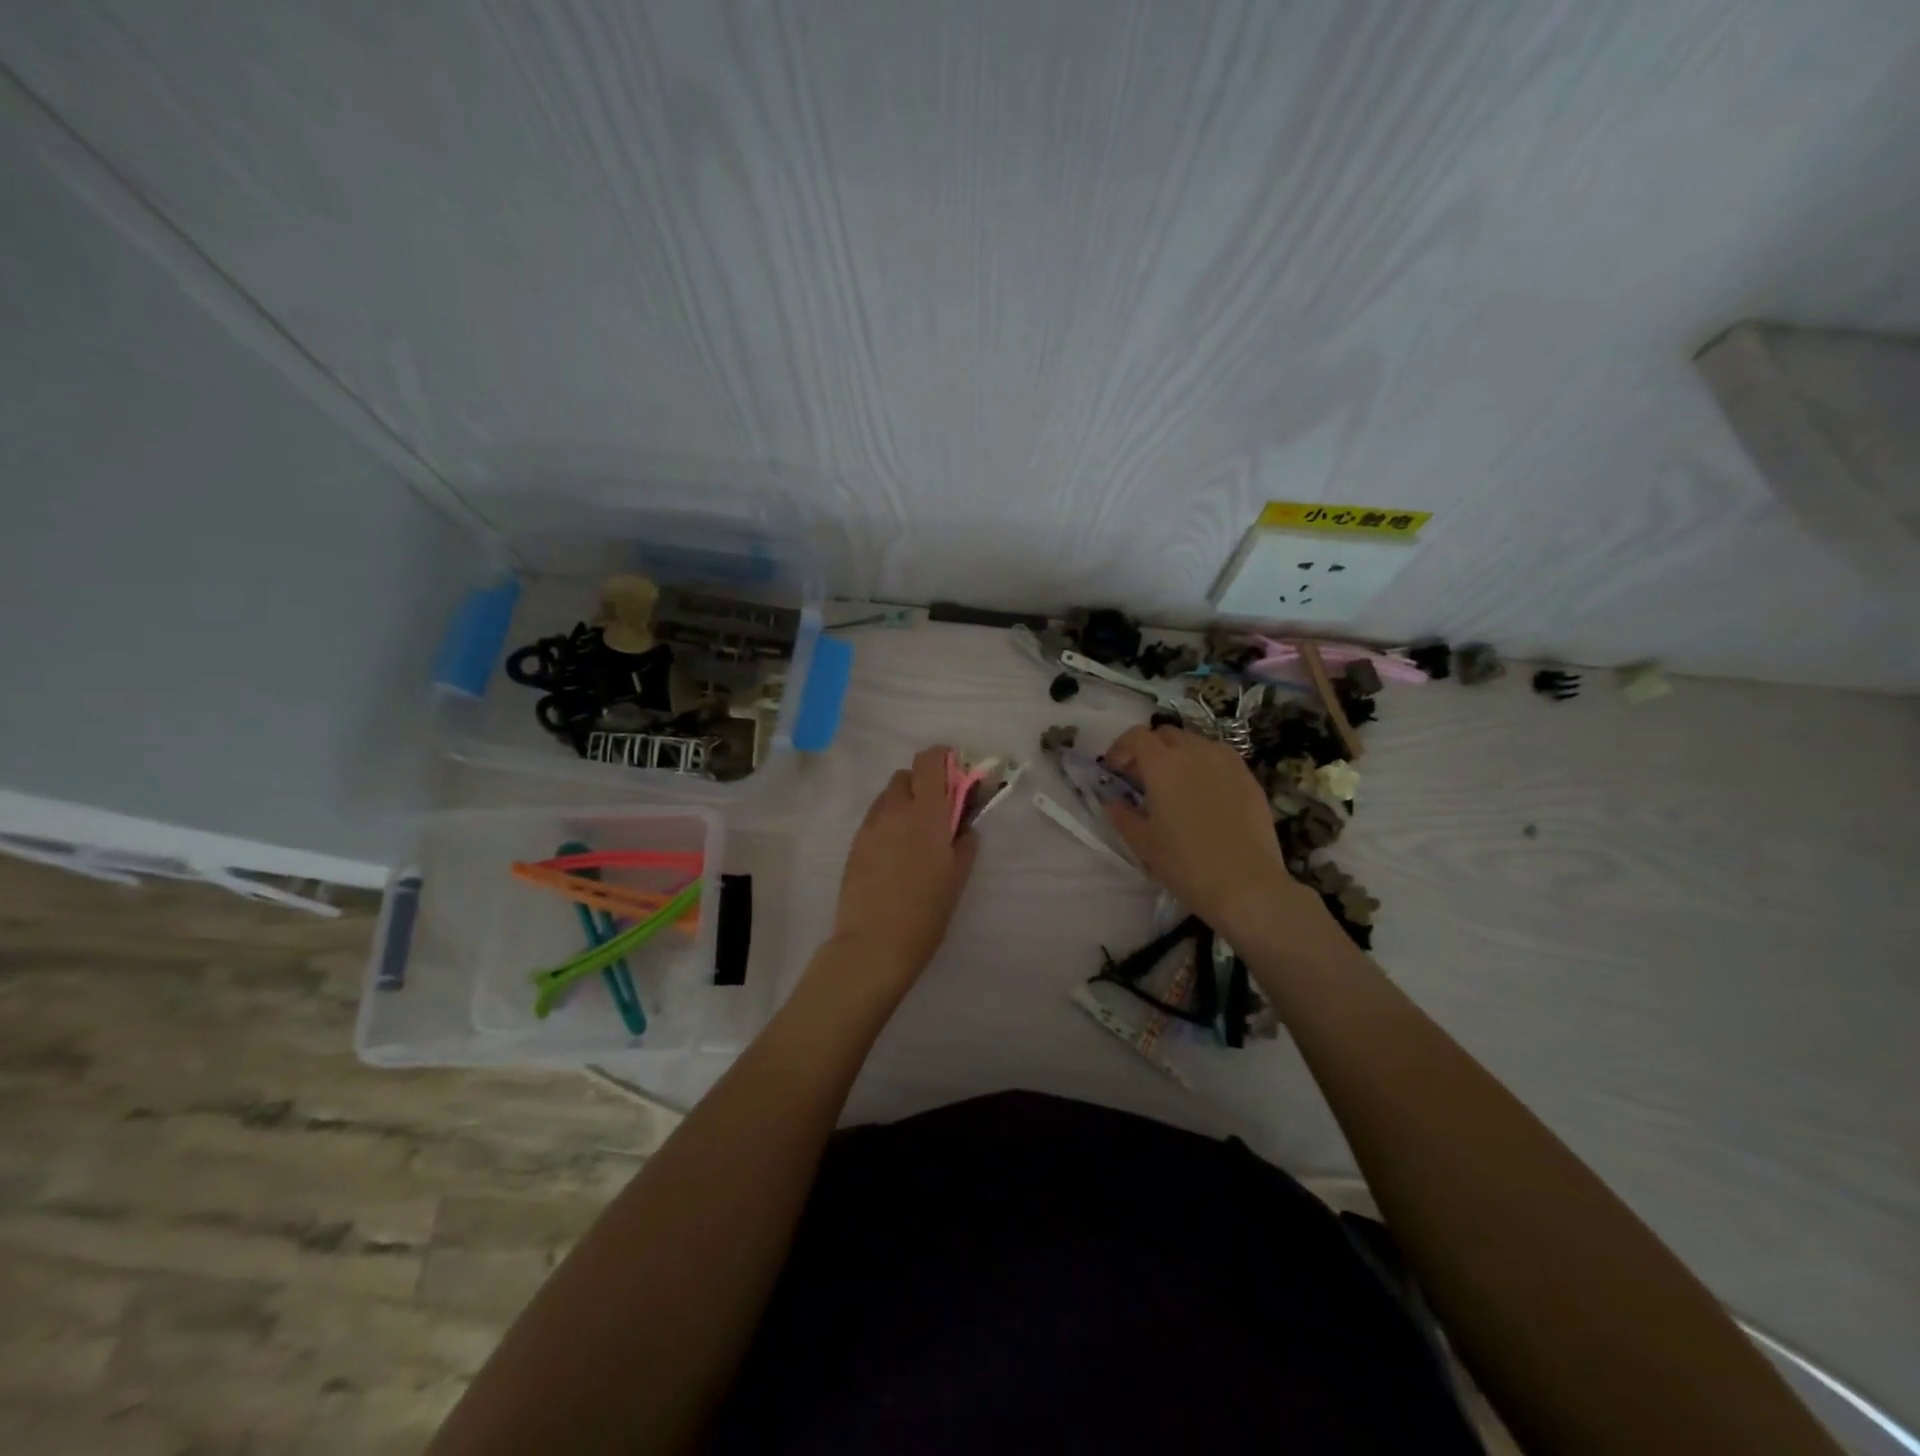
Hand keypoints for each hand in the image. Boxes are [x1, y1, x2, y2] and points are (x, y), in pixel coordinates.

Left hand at [827, 745, 978, 984]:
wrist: (874, 943)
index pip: (928, 761)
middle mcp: (895, 810)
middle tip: (936, 812)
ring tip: (913, 836)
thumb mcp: (957, 877)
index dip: (941, 757)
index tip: (954, 773)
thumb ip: (963, 842)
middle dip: (922, 785)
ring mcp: (870, 826)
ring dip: (903, 803)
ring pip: (887, 797)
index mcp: (926, 813)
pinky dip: (887, 823)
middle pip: (906, 776)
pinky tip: (894, 855)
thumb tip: (963, 826)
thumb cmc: (926, 912)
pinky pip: (874, 819)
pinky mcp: (855, 844)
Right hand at [1102, 724, 1315, 933]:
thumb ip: (1122, 815)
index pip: (1136, 736)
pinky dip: (1205, 765)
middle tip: (1142, 778)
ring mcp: (1227, 762)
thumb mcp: (1143, 843)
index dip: (1121, 748)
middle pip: (1166, 734)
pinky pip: (1220, 758)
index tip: (1114, 770)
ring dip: (1179, 754)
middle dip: (1150, 749)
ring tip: (1175, 784)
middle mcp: (1195, 752)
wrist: (1246, 885)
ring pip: (1195, 743)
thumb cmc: (1186, 864)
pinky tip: (1205, 794)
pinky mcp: (1249, 777)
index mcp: (1163, 765)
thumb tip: (1112, 800)